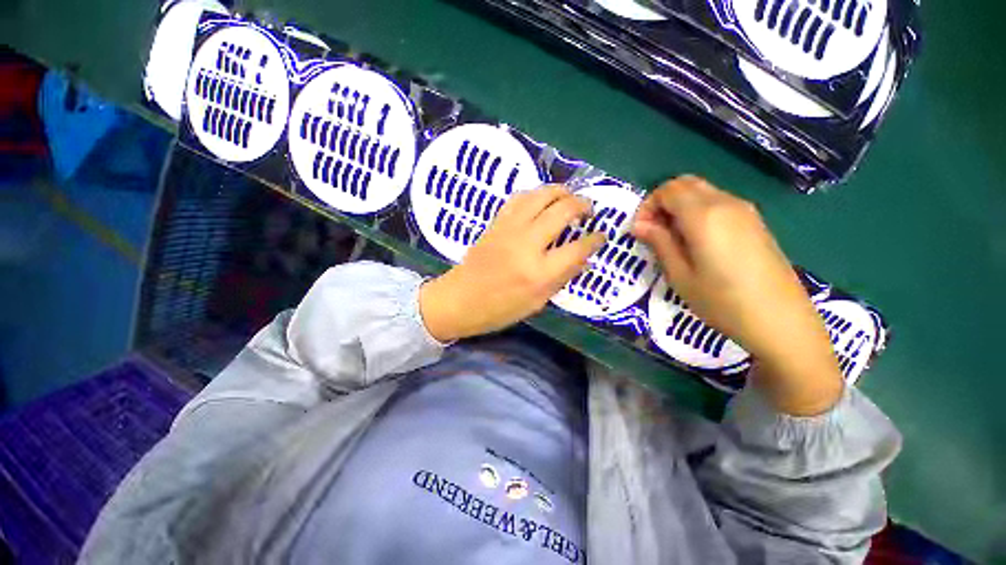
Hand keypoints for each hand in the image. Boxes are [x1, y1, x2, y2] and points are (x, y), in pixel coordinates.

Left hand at [420, 185, 606, 341]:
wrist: (460, 299)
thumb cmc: (501, 309)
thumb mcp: (538, 302)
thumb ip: (563, 277)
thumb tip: (586, 257)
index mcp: (540, 272)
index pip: (577, 248)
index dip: (595, 239)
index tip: (602, 235)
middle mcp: (527, 244)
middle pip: (562, 211)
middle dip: (582, 205)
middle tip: (590, 209)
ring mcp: (510, 229)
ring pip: (541, 196)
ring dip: (561, 191)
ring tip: (571, 197)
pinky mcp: (497, 221)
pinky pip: (520, 198)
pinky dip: (537, 194)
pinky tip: (544, 199)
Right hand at [632, 176, 842, 415]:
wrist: (780, 317)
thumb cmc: (727, 304)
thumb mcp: (685, 281)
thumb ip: (662, 246)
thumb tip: (641, 225)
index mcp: (702, 213)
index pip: (666, 190)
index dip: (648, 206)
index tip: (642, 233)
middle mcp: (723, 201)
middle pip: (686, 183)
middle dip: (666, 201)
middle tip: (659, 233)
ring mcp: (744, 208)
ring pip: (706, 192)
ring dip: (687, 206)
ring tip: (683, 242)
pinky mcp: (757, 220)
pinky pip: (724, 204)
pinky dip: (707, 212)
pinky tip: (710, 245)